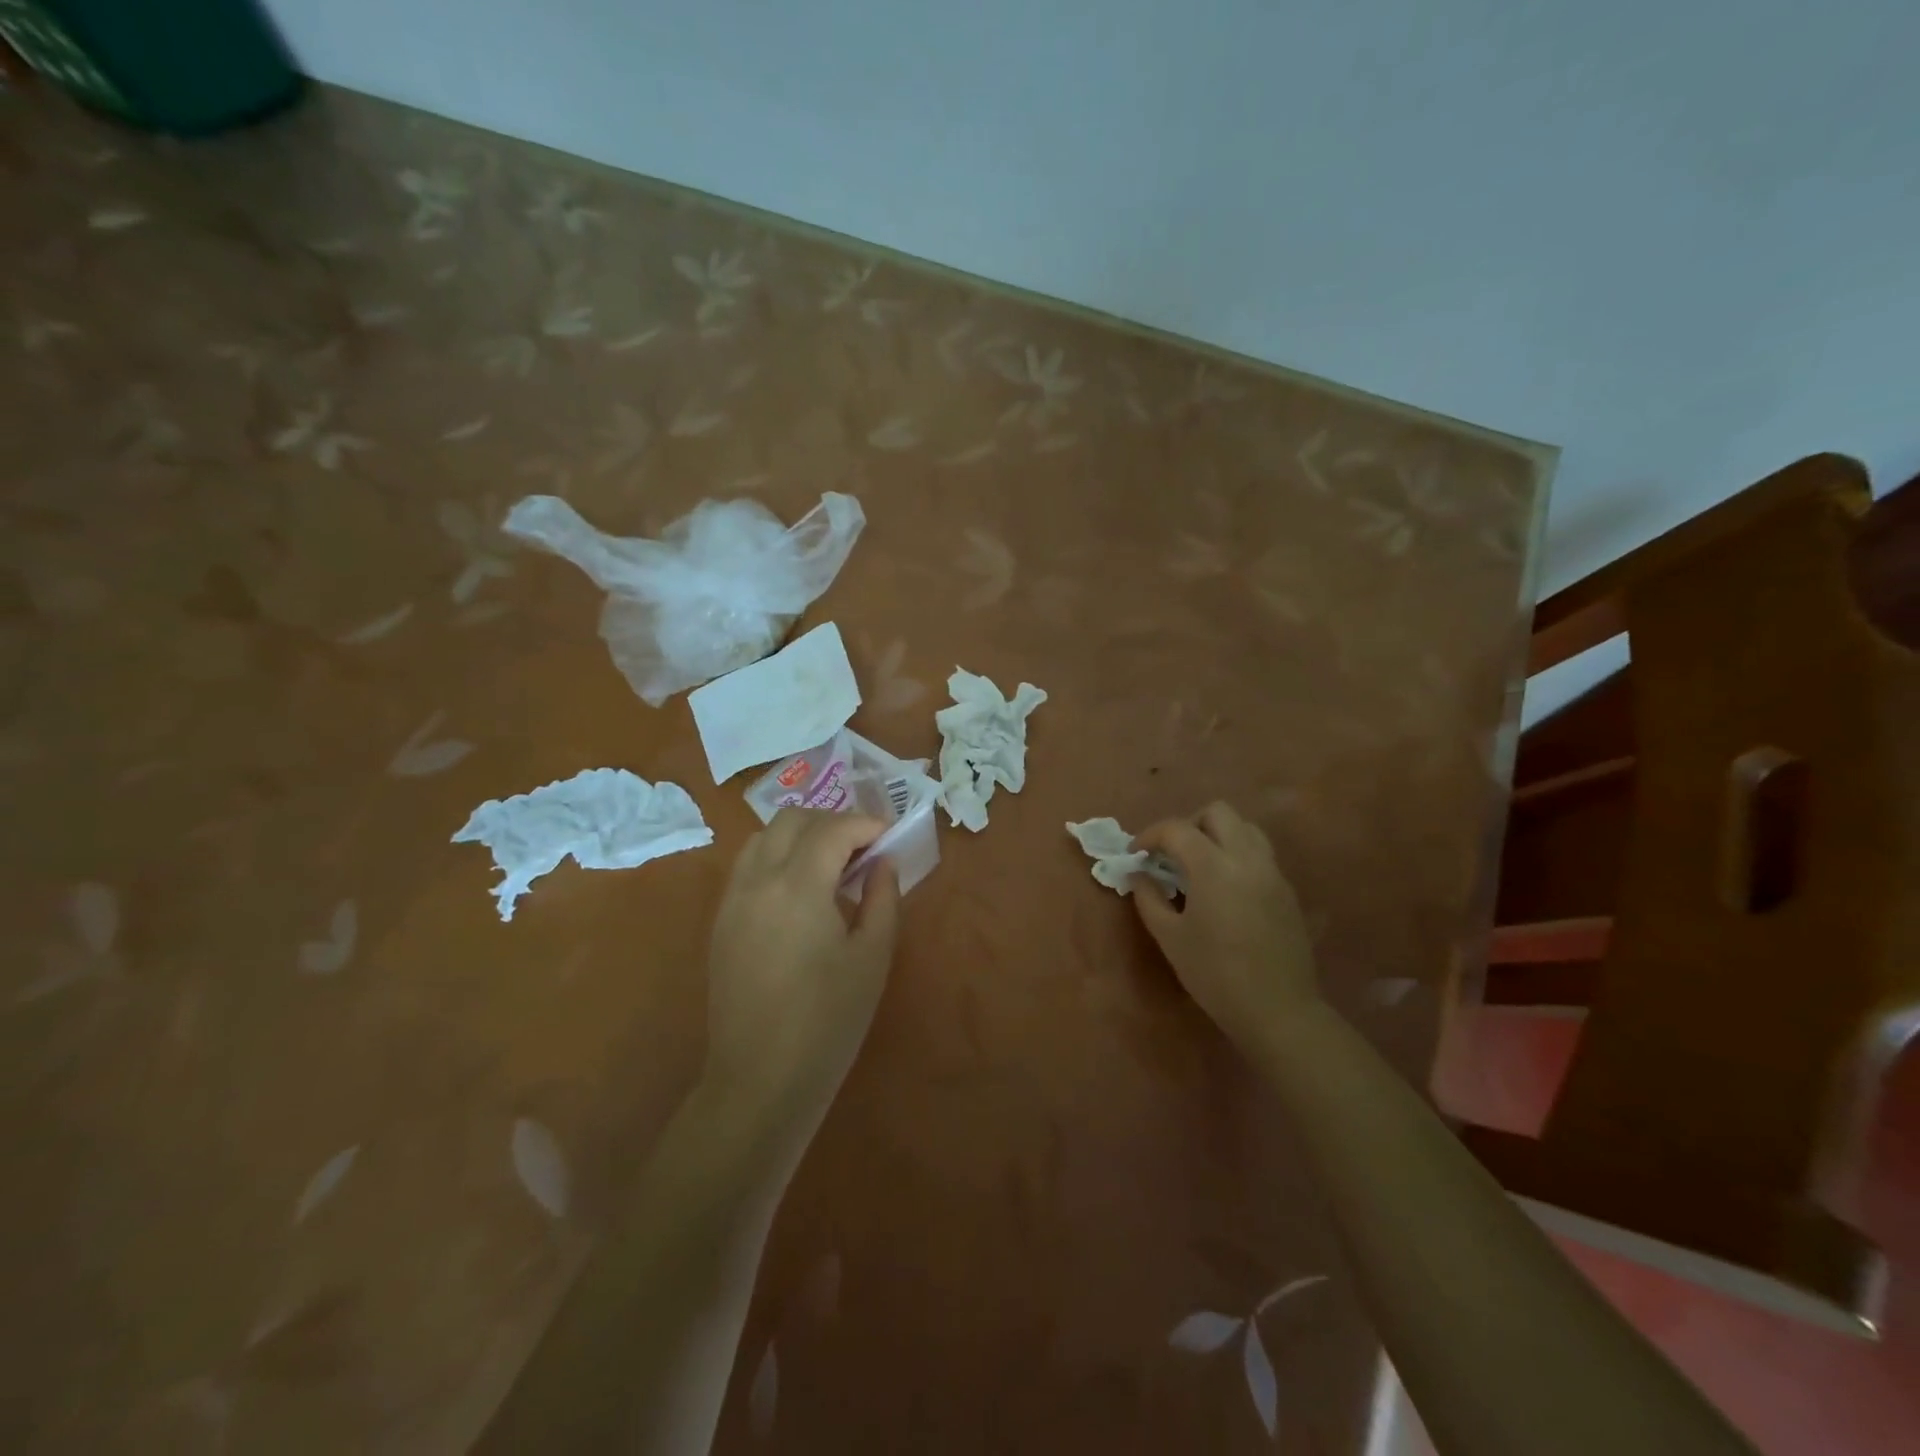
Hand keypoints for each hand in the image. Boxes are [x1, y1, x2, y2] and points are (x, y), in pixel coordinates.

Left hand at [705, 809, 900, 1129]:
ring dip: (801, 835)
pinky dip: (777, 856)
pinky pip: (748, 864)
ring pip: (764, 837)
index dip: (866, 824)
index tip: (890, 836)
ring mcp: (732, 899)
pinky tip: (801, 889)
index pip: (832, 829)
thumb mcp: (872, 958)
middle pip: (793, 820)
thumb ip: (883, 898)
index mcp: (798, 886)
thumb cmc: (828, 1022)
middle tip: (864, 848)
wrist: (760, 1079)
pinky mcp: (721, 920)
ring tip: (832, 864)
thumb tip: (883, 863)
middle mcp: (757, 880)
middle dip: (833, 822)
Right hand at [1131, 802, 1318, 1052]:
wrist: (1278, 1010)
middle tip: (1171, 855)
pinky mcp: (1287, 890)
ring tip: (1199, 865)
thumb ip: (1149, 898)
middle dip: (1188, 824)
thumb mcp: (1170, 938)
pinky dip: (1236, 855)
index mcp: (1214, 867)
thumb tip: (1139, 874)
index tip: (1136, 855)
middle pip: (1218, 812)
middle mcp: (1247, 858)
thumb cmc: (1215, 975)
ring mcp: (1272, 872)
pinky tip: (1224, 889)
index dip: (1150, 835)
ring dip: (1217, 835)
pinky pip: (1259, 853)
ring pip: (1245, 827)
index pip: (1177, 829)